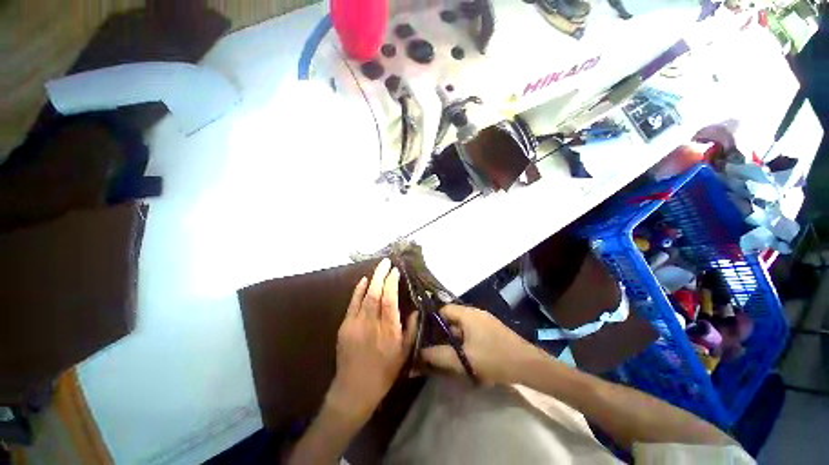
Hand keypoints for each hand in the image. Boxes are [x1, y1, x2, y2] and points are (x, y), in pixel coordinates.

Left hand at [326, 259, 416, 421]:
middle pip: (376, 293)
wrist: (354, 389)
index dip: (392, 283)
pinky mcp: (345, 326)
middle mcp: (371, 324)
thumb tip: (414, 309)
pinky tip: (365, 280)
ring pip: (364, 295)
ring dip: (372, 279)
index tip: (396, 271)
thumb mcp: (404, 354)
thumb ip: (411, 329)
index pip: (390, 300)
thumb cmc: (384, 372)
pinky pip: (352, 303)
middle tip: (386, 261)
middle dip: (381, 275)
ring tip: (379, 267)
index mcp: (388, 331)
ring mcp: (355, 324)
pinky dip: (358, 290)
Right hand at [421, 304, 545, 384]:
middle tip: (435, 349)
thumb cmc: (494, 358)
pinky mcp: (491, 330)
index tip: (424, 336)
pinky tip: (465, 357)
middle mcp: (475, 313)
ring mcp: (485, 321)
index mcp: (467, 314)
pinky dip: (465, 342)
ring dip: (454, 340)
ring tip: (448, 356)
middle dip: (442, 334)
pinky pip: (471, 332)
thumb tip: (420, 353)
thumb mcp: (463, 359)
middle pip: (452, 319)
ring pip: (462, 327)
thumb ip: (439, 355)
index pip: (442, 310)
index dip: (431, 321)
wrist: (528, 365)